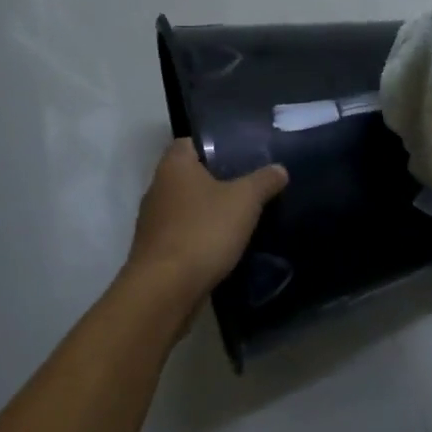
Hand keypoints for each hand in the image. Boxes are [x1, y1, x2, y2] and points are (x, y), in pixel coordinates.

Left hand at [124, 140, 287, 306]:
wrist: (166, 289)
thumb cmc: (203, 231)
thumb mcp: (244, 201)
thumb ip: (264, 181)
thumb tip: (279, 169)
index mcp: (174, 166)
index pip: (190, 142)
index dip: (214, 144)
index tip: (241, 154)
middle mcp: (157, 188)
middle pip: (189, 175)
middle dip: (216, 179)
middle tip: (249, 184)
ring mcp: (153, 222)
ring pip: (186, 206)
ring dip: (208, 211)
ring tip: (241, 216)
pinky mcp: (156, 250)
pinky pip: (183, 234)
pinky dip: (201, 236)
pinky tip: (223, 245)